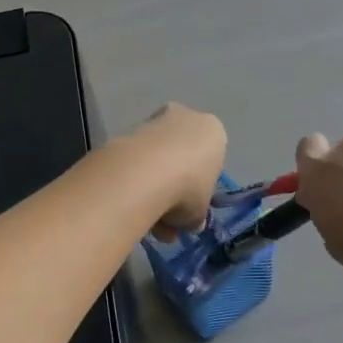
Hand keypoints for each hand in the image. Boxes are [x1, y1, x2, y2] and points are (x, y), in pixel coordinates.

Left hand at [129, 104, 227, 239]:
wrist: (145, 172)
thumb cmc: (189, 187)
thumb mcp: (200, 212)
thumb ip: (196, 216)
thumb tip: (191, 224)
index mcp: (214, 132)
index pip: (210, 160)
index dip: (199, 188)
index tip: (189, 208)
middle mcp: (187, 118)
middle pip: (182, 156)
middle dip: (174, 187)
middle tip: (167, 219)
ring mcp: (156, 120)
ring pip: (158, 159)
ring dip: (153, 188)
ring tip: (147, 221)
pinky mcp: (129, 128)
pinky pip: (137, 159)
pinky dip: (135, 180)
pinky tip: (131, 205)